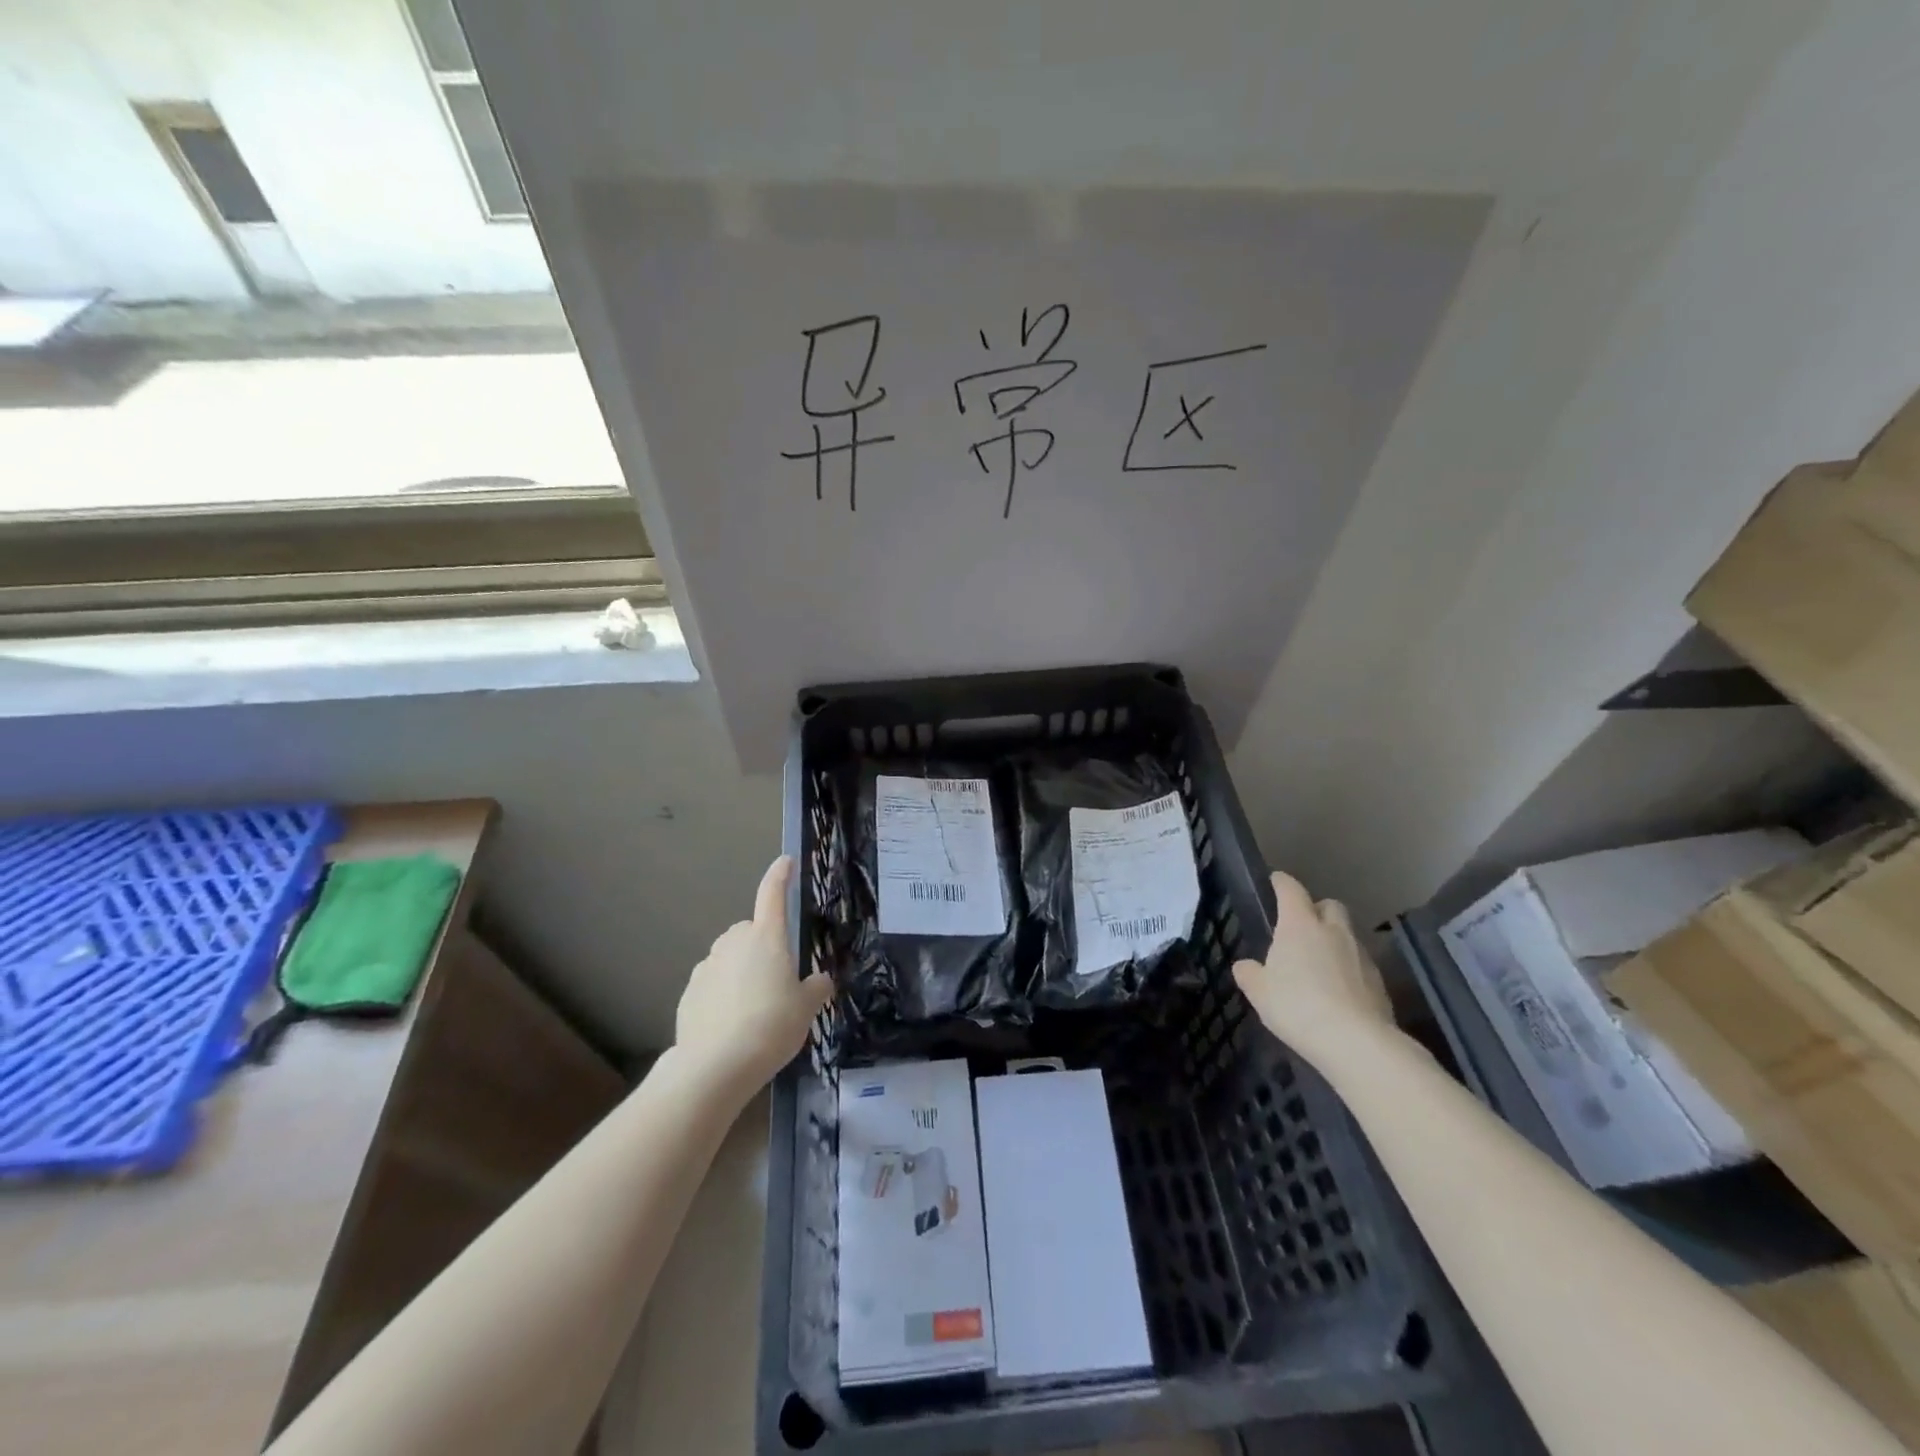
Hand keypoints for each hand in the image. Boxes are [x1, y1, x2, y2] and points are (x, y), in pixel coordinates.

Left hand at [676, 856, 833, 1087]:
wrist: (715, 1066)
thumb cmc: (771, 1026)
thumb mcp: (807, 1009)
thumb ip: (816, 988)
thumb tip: (819, 980)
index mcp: (766, 937)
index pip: (773, 894)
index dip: (780, 875)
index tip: (785, 862)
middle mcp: (734, 942)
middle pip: (751, 932)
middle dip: (763, 946)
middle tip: (779, 980)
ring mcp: (707, 966)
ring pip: (730, 957)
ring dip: (742, 971)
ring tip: (755, 1009)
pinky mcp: (689, 992)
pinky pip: (713, 983)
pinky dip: (723, 994)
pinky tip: (732, 1024)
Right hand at [1233, 872, 1392, 1048]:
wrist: (1356, 1042)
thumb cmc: (1297, 1006)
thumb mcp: (1259, 992)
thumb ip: (1250, 974)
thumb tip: (1245, 966)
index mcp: (1300, 925)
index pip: (1291, 890)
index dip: (1282, 883)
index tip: (1275, 881)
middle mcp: (1333, 931)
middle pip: (1329, 906)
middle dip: (1317, 909)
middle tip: (1302, 926)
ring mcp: (1361, 955)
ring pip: (1347, 934)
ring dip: (1334, 940)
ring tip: (1320, 962)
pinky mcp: (1379, 981)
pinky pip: (1360, 963)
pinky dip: (1348, 968)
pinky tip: (1338, 990)